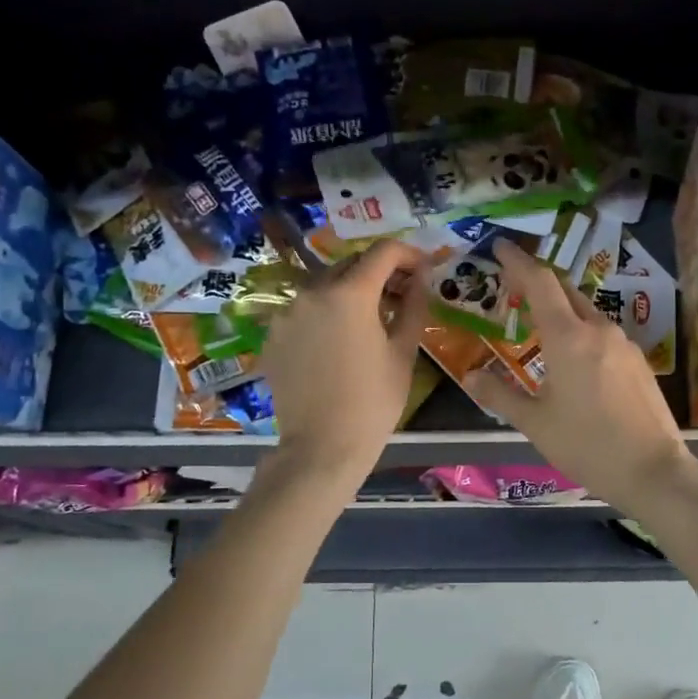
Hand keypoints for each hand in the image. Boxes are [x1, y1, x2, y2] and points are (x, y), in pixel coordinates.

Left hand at [258, 239, 428, 485]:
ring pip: (325, 285)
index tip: (423, 270)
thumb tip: (421, 278)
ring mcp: (287, 313)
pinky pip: (305, 310)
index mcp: (349, 294)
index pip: (383, 252)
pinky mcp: (274, 334)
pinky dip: (326, 313)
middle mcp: (312, 292)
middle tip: (401, 294)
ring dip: (351, 291)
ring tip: (370, 319)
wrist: (321, 446)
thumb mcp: (403, 353)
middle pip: (351, 264)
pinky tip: (340, 340)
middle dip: (379, 272)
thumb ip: (413, 306)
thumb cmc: (373, 402)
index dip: (408, 254)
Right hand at [466, 240, 697, 512]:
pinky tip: (573, 355)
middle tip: (512, 284)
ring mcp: (623, 344)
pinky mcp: (638, 361)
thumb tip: (470, 377)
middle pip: (564, 290)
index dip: (518, 261)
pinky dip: (580, 330)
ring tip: (539, 323)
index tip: (500, 245)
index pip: (539, 282)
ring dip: (560, 307)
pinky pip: (602, 333)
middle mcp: (598, 330)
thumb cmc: (587, 446)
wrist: (654, 470)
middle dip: (537, 281)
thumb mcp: (535, 423)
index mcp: (568, 338)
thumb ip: (499, 395)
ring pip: (586, 311)